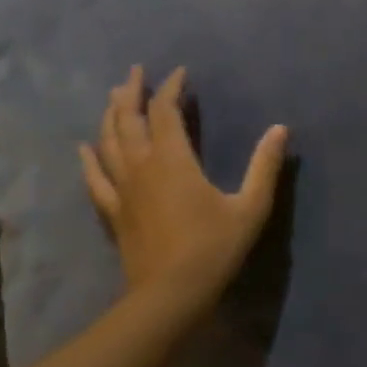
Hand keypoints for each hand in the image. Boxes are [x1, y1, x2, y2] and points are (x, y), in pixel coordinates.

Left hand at [80, 66, 288, 311]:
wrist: (170, 294)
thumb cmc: (214, 248)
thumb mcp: (250, 207)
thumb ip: (264, 166)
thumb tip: (281, 129)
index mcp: (173, 159)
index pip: (165, 110)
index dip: (171, 88)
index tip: (180, 73)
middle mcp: (141, 165)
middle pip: (128, 118)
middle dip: (132, 91)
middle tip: (136, 72)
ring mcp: (122, 188)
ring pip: (108, 141)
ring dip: (111, 115)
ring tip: (113, 97)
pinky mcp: (113, 211)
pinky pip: (95, 178)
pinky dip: (90, 159)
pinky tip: (85, 148)